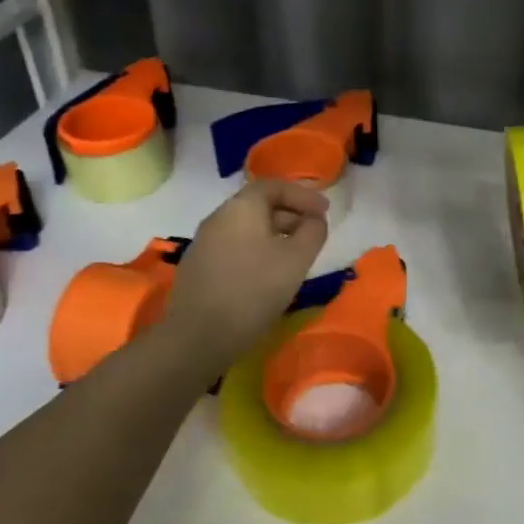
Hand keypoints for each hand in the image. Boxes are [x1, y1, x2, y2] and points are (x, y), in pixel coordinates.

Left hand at [155, 179, 329, 375]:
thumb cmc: (253, 290)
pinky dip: (257, 249)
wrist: (198, 337)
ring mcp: (204, 243)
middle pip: (259, 205)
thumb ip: (313, 232)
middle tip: (314, 231)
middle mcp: (218, 217)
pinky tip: (269, 273)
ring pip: (246, 228)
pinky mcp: (198, 267)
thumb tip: (315, 220)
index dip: (304, 195)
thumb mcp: (296, 259)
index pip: (274, 186)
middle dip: (291, 214)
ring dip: (275, 234)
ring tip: (296, 254)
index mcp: (241, 207)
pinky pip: (235, 246)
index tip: (326, 211)